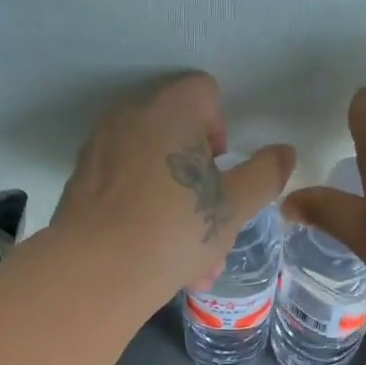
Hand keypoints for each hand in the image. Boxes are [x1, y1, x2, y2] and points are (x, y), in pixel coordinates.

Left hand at [51, 72, 295, 294]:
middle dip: (198, 183)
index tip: (221, 178)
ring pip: (151, 171)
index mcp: (172, 109)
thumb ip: (264, 176)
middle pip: (176, 137)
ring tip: (186, 262)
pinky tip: (152, 259)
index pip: (205, 93)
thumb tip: (285, 152)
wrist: (98, 271)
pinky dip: (141, 215)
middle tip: (209, 231)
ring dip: (174, 207)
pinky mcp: (80, 182)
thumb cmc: (175, 231)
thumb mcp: (233, 208)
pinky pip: (124, 190)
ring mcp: (100, 147)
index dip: (221, 134)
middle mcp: (131, 115)